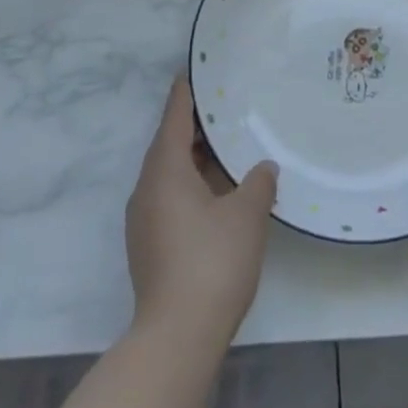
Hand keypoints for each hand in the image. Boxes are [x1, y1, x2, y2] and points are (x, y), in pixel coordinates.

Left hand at [125, 76, 277, 350]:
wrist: (177, 336)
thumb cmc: (212, 261)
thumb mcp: (246, 215)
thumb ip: (257, 183)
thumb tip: (262, 167)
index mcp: (165, 170)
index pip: (174, 118)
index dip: (186, 94)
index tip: (194, 71)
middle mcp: (147, 188)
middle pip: (169, 145)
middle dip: (196, 128)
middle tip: (227, 110)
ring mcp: (144, 219)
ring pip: (170, 175)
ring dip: (196, 161)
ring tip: (229, 150)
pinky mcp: (149, 245)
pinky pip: (170, 198)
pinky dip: (192, 186)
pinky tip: (219, 195)